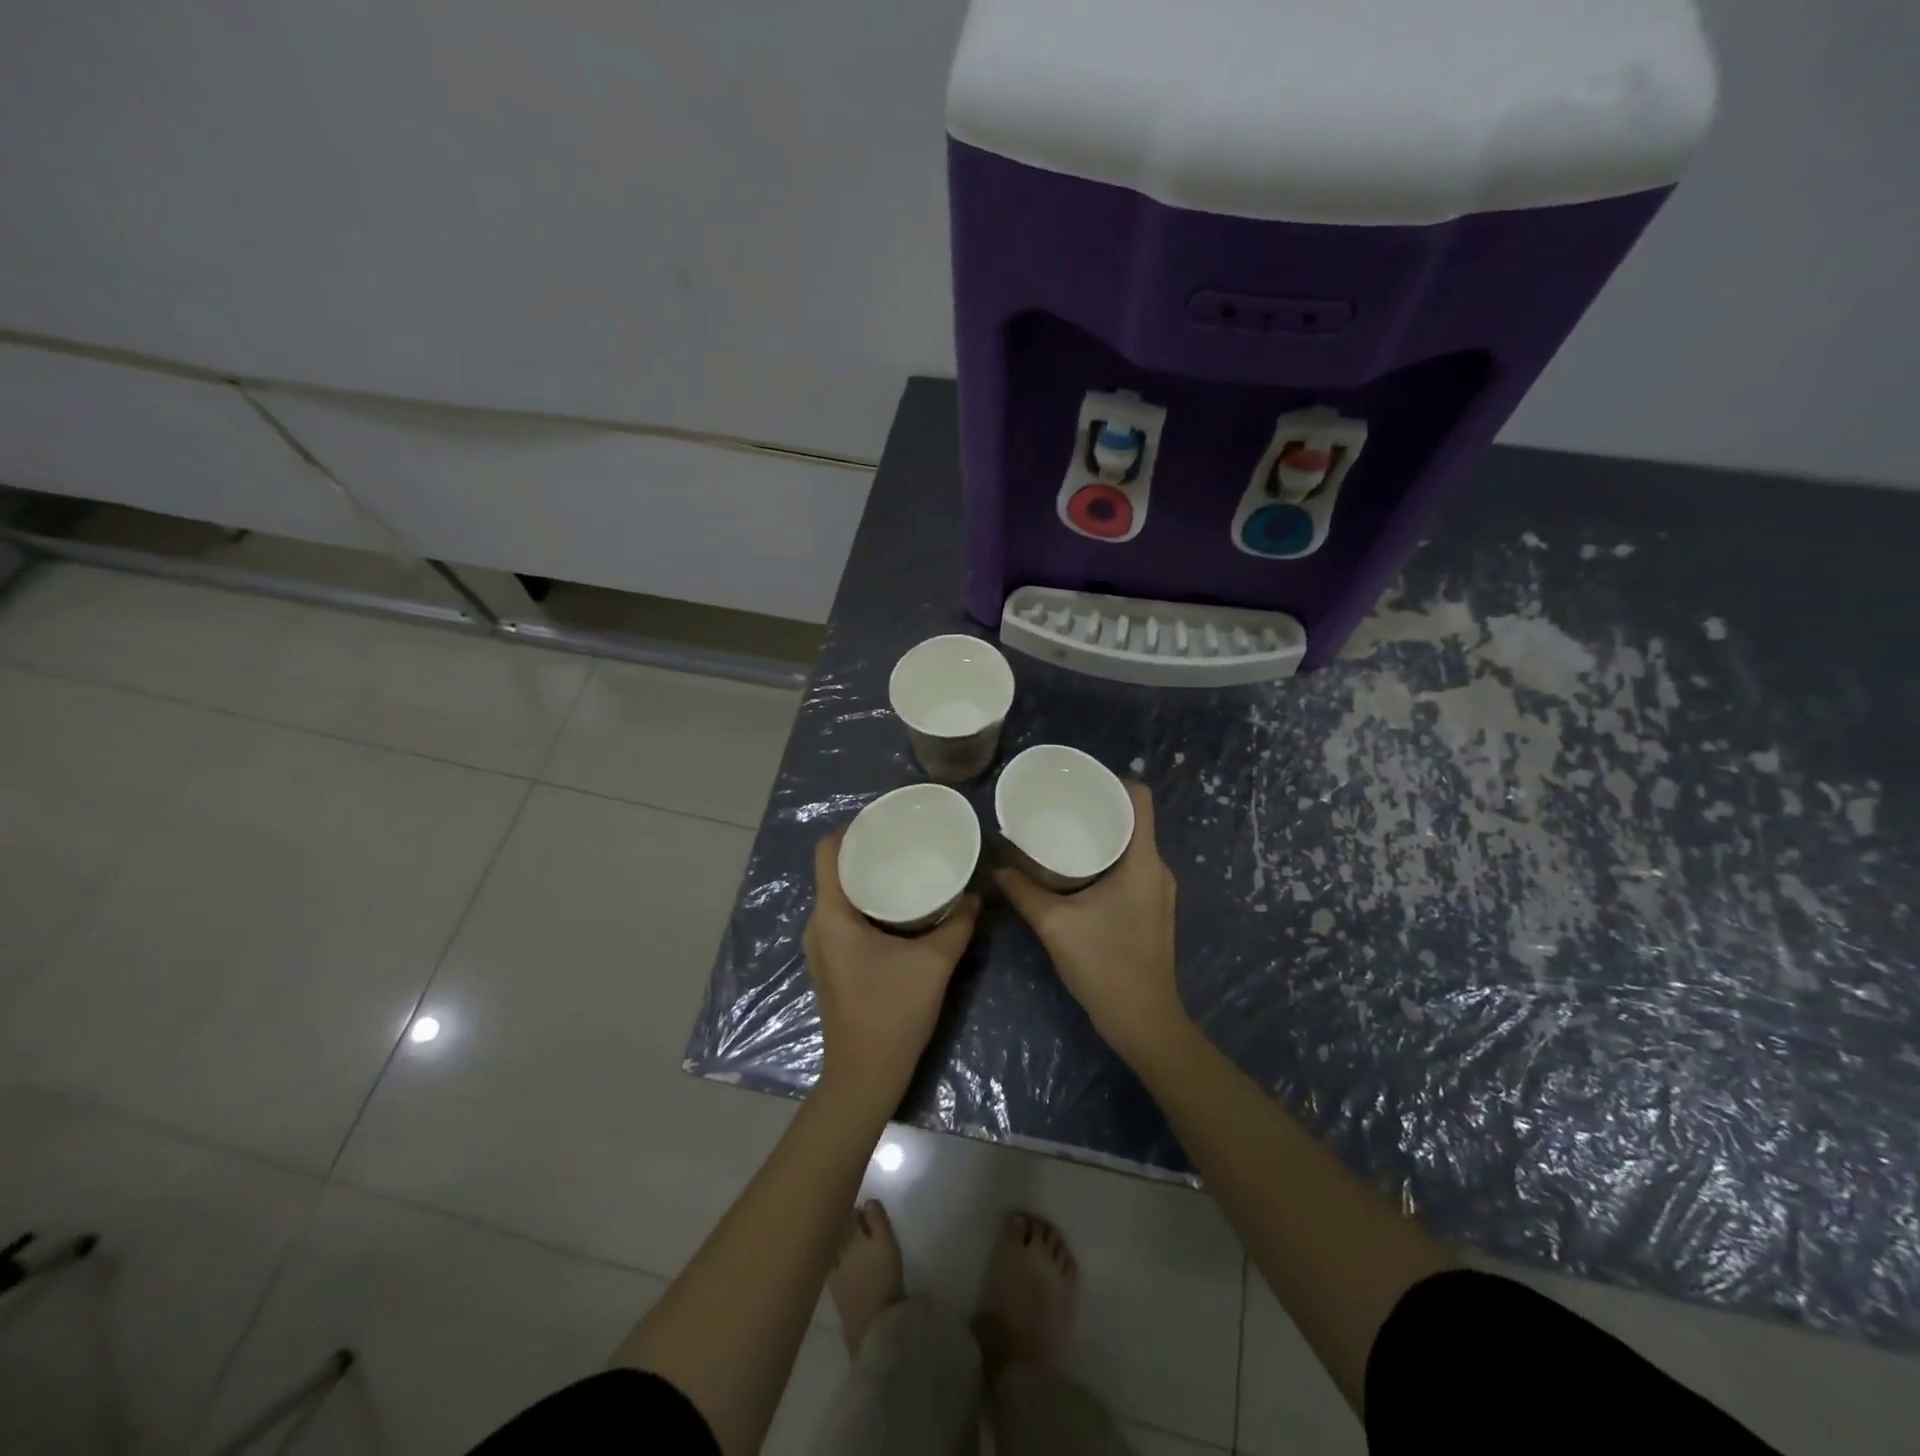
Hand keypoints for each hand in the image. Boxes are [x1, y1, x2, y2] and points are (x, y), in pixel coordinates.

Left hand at [804, 829, 980, 1111]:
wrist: (865, 1075)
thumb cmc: (892, 1013)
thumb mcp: (934, 963)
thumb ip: (957, 924)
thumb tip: (976, 894)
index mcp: (832, 916)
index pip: (827, 852)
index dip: (851, 828)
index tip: (884, 818)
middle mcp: (818, 925)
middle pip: (833, 870)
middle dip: (866, 850)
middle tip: (904, 839)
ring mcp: (821, 946)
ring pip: (838, 895)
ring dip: (866, 878)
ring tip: (904, 865)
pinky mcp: (831, 963)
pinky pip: (842, 916)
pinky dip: (865, 902)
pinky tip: (897, 906)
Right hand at [993, 781, 1187, 1065]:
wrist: (1143, 1021)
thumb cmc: (1104, 965)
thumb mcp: (1055, 924)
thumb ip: (1023, 891)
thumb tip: (996, 865)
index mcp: (1143, 861)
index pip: (1140, 798)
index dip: (1113, 781)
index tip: (1078, 781)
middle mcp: (1157, 869)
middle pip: (1134, 820)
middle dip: (1098, 807)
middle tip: (1059, 804)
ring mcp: (1158, 891)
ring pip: (1132, 845)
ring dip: (1102, 835)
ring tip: (1063, 831)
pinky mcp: (1152, 910)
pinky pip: (1131, 867)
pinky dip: (1107, 859)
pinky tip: (1076, 870)